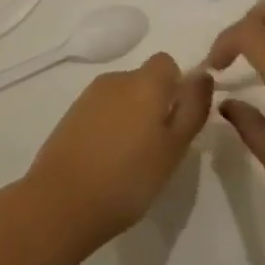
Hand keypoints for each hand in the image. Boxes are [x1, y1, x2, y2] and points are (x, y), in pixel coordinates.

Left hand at [25, 53, 212, 251]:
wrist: (62, 201)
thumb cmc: (129, 178)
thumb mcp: (174, 148)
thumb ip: (192, 108)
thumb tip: (203, 74)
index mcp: (144, 82)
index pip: (167, 63)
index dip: (177, 87)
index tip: (177, 122)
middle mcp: (115, 79)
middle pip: (144, 80)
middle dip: (155, 105)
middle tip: (159, 148)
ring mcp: (89, 96)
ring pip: (123, 96)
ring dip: (132, 117)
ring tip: (132, 160)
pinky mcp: (71, 115)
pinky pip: (102, 111)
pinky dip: (110, 128)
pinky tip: (108, 161)